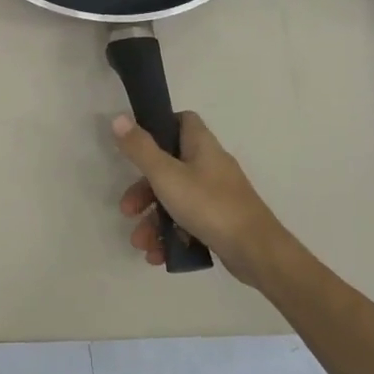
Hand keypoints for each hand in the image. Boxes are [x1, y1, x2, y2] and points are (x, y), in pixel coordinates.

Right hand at [113, 111, 286, 285]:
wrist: (256, 252)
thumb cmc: (210, 206)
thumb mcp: (166, 175)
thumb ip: (140, 149)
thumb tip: (117, 118)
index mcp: (202, 147)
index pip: (182, 121)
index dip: (159, 126)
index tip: (136, 144)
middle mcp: (210, 166)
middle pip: (169, 167)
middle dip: (144, 191)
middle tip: (128, 210)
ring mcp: (216, 195)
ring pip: (175, 199)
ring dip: (152, 221)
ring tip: (140, 243)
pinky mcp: (219, 221)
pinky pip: (187, 222)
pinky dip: (170, 236)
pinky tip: (157, 255)